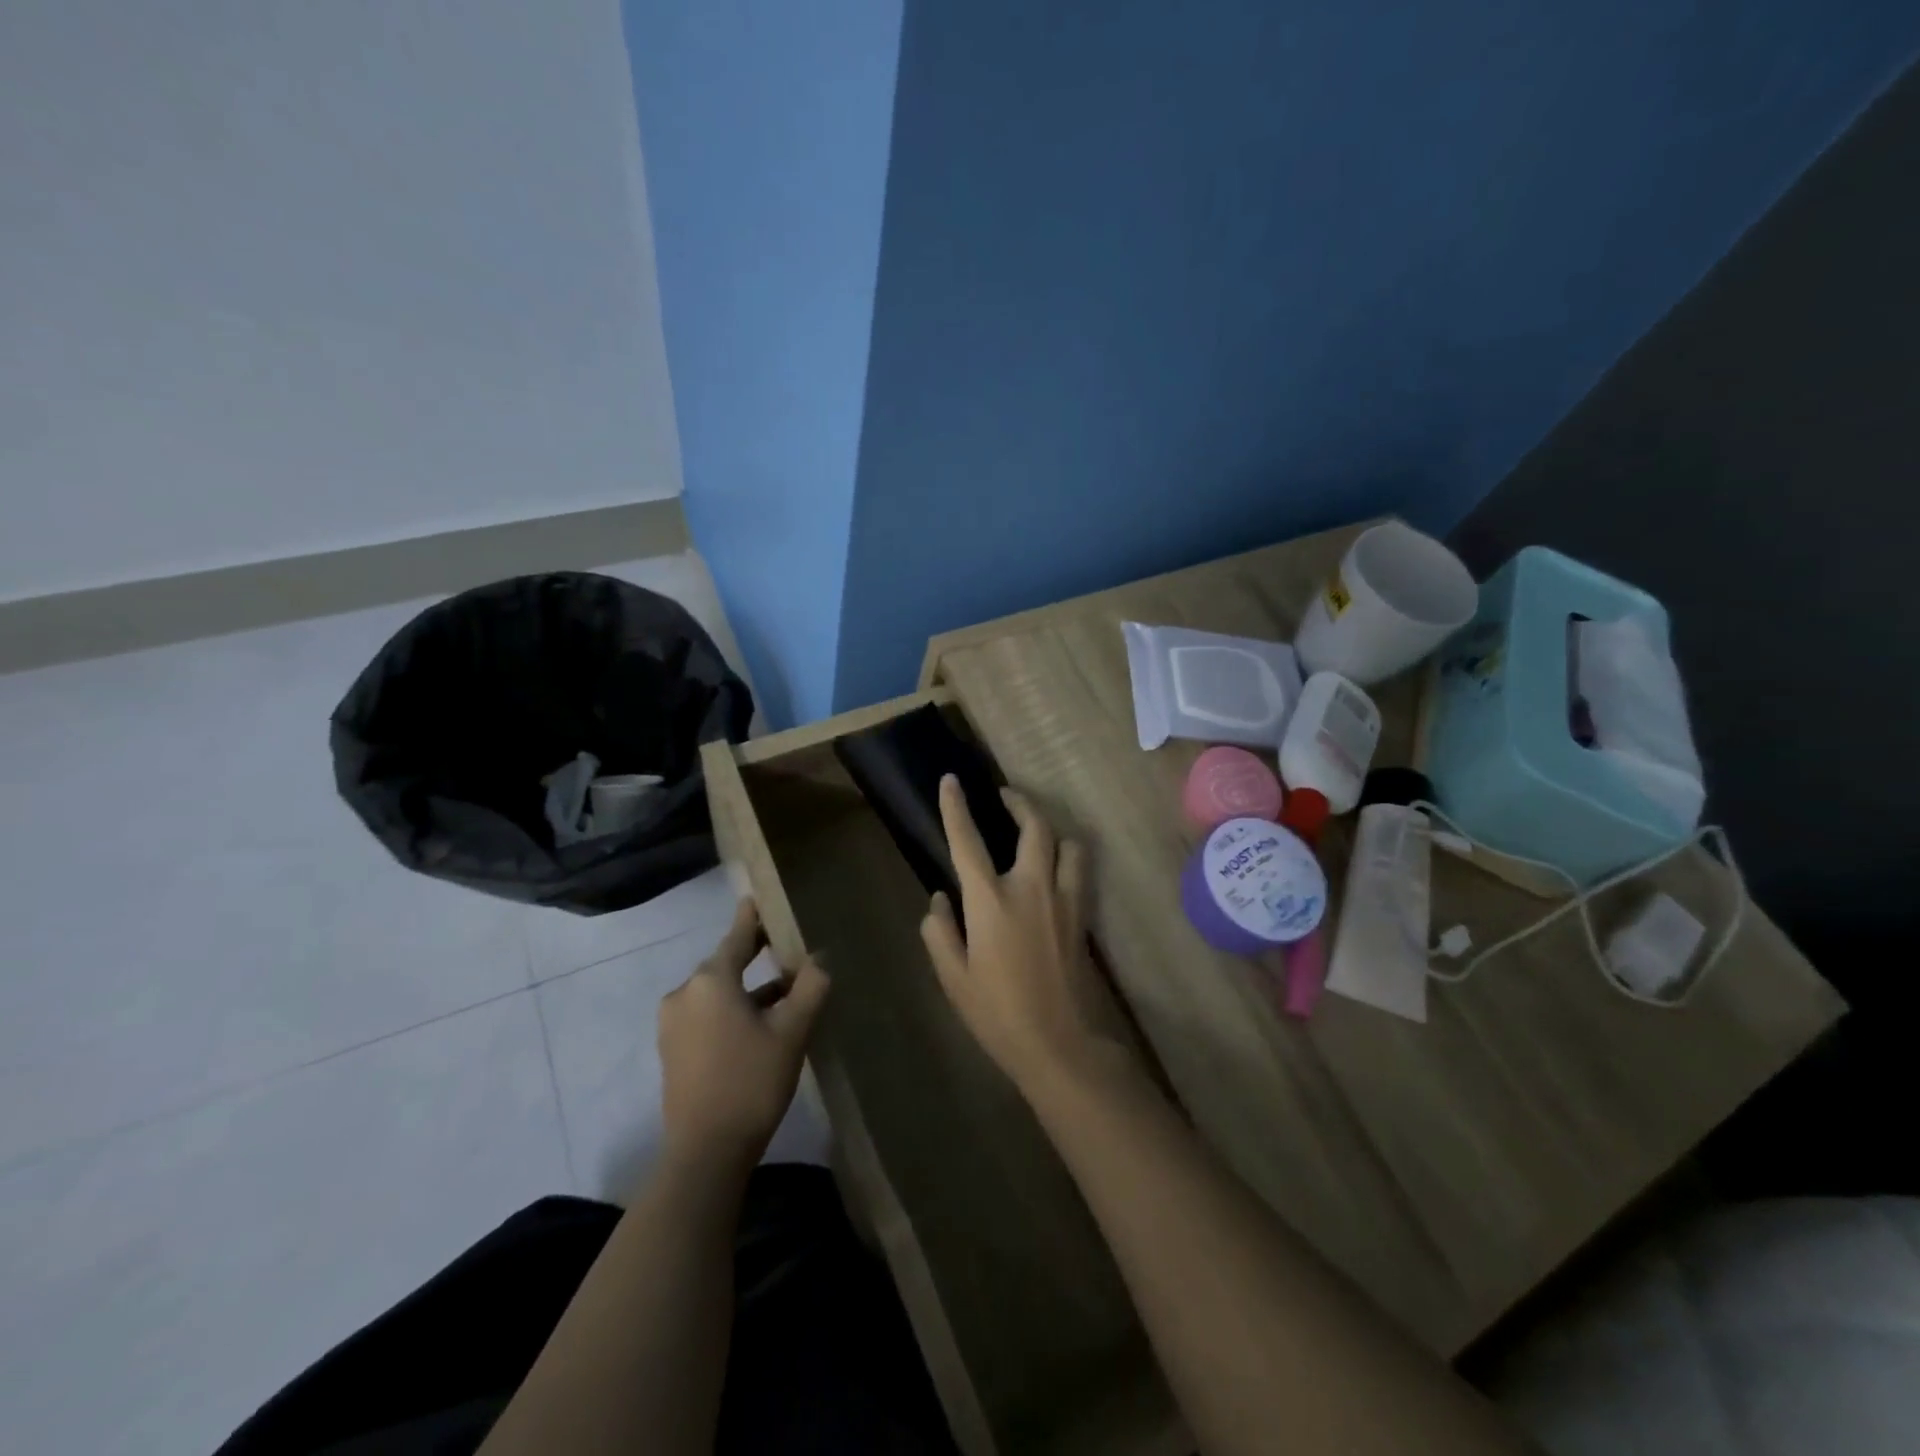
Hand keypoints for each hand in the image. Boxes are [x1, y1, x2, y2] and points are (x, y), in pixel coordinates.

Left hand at [659, 898, 829, 1174]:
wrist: (704, 1153)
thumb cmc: (751, 1082)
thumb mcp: (792, 1032)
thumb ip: (810, 987)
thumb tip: (819, 959)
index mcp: (711, 980)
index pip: (738, 936)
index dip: (753, 917)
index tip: (760, 897)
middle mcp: (685, 993)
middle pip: (726, 963)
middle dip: (757, 956)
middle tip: (788, 947)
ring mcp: (674, 1024)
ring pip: (718, 992)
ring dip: (749, 989)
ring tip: (785, 991)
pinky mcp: (673, 1050)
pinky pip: (708, 1014)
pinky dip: (733, 1010)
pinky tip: (760, 1024)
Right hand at [921, 776, 1137, 1101]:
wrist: (1062, 1046)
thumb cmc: (998, 1014)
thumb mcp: (954, 978)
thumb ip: (941, 933)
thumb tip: (940, 900)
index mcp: (991, 901)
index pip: (967, 841)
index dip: (956, 807)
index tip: (951, 780)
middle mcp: (1031, 888)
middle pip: (1034, 827)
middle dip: (1020, 802)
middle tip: (1005, 795)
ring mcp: (1064, 900)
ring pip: (1068, 844)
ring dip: (1051, 830)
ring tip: (1037, 834)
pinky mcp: (1082, 917)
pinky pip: (1079, 871)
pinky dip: (1066, 858)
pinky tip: (1054, 872)